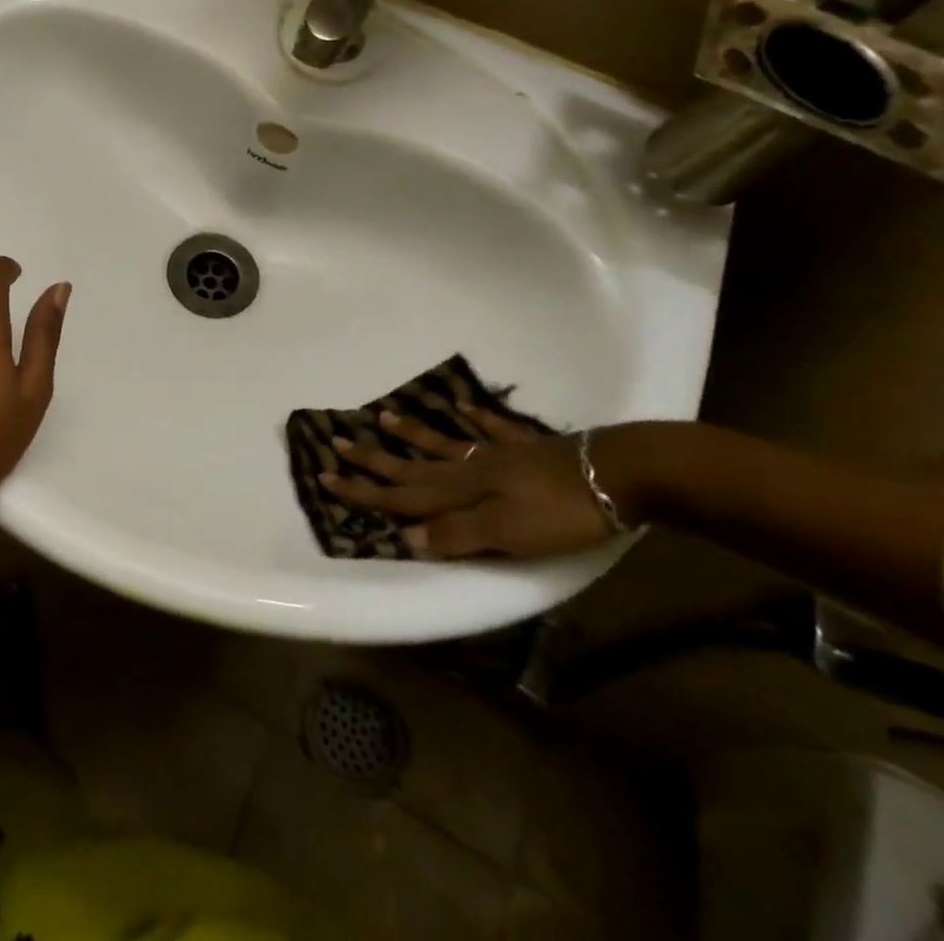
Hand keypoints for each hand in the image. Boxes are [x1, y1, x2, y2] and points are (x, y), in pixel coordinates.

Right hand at [319, 403, 622, 558]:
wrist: (618, 474)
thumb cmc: (560, 512)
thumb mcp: (507, 533)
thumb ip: (456, 534)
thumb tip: (406, 536)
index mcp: (462, 492)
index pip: (403, 495)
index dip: (364, 491)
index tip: (326, 477)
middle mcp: (471, 469)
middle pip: (414, 466)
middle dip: (375, 459)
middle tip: (339, 441)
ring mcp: (499, 454)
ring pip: (445, 442)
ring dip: (414, 433)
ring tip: (385, 416)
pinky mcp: (529, 448)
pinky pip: (493, 429)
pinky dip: (475, 418)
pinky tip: (465, 406)